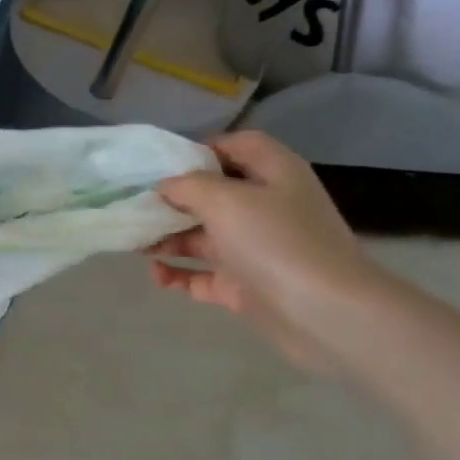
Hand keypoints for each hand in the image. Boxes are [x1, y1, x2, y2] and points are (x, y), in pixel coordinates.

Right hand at [148, 131, 383, 370]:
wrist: (325, 313)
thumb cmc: (276, 242)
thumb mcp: (225, 200)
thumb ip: (187, 186)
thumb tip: (165, 187)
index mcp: (272, 175)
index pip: (237, 146)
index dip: (201, 149)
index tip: (161, 166)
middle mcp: (266, 207)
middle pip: (212, 194)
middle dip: (172, 201)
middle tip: (134, 208)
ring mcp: (256, 249)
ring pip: (203, 236)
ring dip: (168, 238)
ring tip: (134, 244)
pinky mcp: (247, 285)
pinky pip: (203, 275)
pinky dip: (179, 274)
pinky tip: (157, 275)